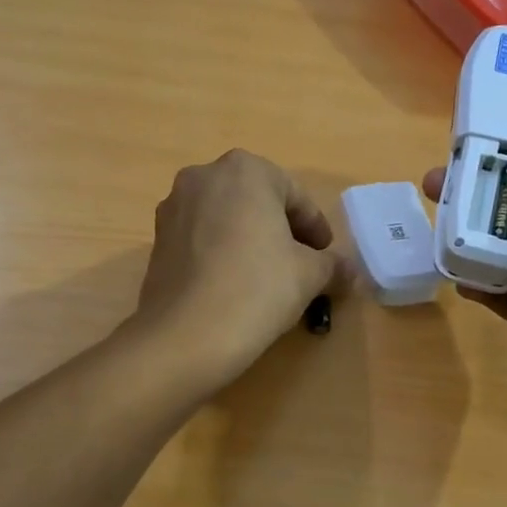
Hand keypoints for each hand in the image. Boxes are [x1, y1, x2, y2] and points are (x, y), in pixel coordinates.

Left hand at [132, 150, 343, 390]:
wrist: (185, 336)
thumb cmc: (257, 289)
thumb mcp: (309, 275)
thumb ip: (333, 265)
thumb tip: (350, 272)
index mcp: (244, 170)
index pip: (294, 195)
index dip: (315, 228)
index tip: (325, 257)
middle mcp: (203, 177)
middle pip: (256, 201)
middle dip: (280, 230)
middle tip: (300, 264)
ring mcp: (173, 208)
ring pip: (225, 219)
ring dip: (249, 240)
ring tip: (267, 277)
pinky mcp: (156, 241)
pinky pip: (200, 239)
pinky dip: (221, 254)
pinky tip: (233, 286)